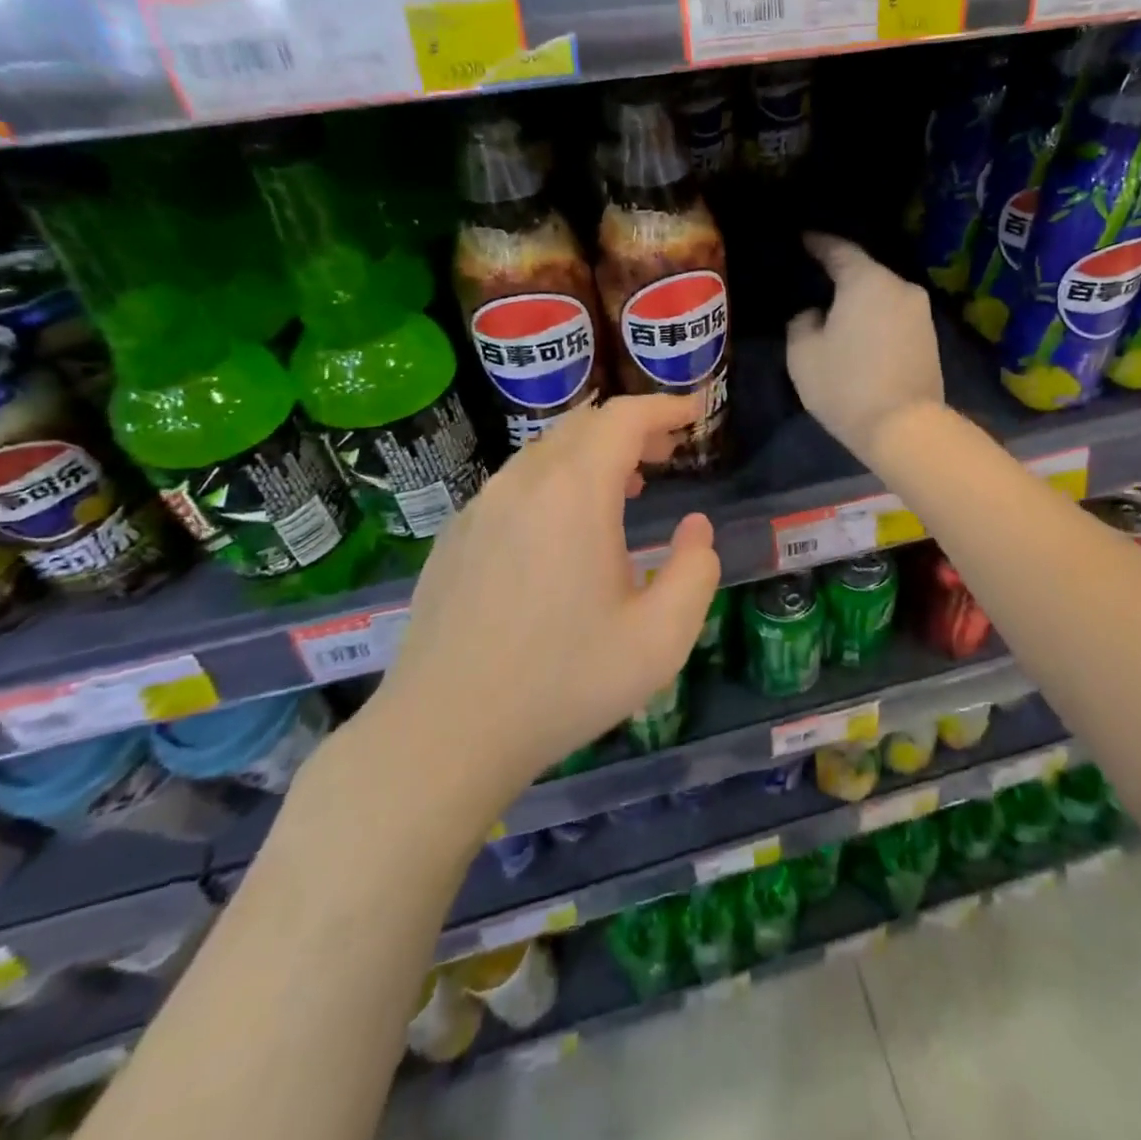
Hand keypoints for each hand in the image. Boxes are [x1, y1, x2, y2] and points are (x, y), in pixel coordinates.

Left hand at [352, 396, 720, 816]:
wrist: (445, 732)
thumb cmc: (563, 683)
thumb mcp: (660, 638)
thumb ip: (696, 572)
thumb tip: (694, 529)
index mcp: (573, 495)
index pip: (622, 419)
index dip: (664, 407)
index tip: (694, 413)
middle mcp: (521, 485)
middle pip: (582, 426)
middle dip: (632, 427)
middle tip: (668, 451)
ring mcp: (479, 509)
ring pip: (544, 453)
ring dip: (592, 454)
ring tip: (625, 484)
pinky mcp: (455, 537)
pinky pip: (514, 485)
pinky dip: (555, 480)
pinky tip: (564, 528)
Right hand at [787, 233, 944, 465]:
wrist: (905, 427)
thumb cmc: (846, 385)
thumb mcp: (803, 354)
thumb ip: (802, 322)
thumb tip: (816, 314)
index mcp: (867, 280)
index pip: (838, 250)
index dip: (817, 243)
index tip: (803, 239)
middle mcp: (900, 287)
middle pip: (865, 273)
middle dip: (841, 276)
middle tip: (817, 283)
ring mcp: (921, 313)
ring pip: (882, 297)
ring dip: (861, 302)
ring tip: (838, 314)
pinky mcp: (931, 339)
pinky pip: (895, 318)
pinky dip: (877, 321)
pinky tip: (862, 335)